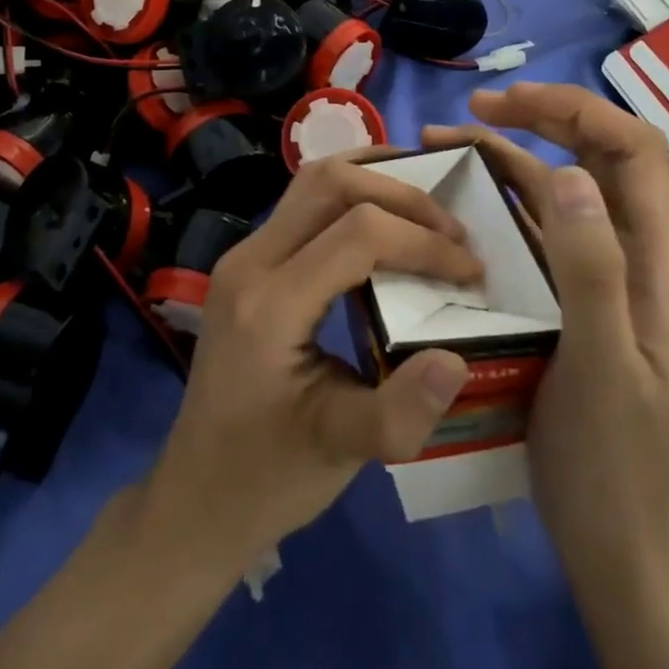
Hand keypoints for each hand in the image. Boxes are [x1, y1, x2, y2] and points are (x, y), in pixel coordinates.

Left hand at [137, 153, 484, 567]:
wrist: (197, 491)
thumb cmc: (268, 476)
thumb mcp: (340, 453)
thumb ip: (400, 412)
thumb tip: (458, 358)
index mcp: (269, 304)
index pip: (356, 235)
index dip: (421, 241)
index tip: (471, 269)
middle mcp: (250, 260)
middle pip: (329, 183)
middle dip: (401, 193)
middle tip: (452, 228)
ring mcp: (244, 253)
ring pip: (312, 180)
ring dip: (373, 177)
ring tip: (425, 201)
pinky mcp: (250, 259)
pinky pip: (303, 200)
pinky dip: (349, 191)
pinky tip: (382, 209)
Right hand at [428, 85, 668, 668]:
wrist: (619, 548)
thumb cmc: (615, 461)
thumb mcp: (601, 365)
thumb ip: (590, 270)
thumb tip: (568, 171)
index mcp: (659, 259)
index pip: (634, 149)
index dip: (577, 111)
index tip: (509, 104)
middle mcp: (634, 253)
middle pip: (596, 156)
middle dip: (539, 119)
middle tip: (473, 110)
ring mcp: (600, 274)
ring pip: (558, 189)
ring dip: (507, 157)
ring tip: (443, 143)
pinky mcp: (567, 296)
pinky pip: (534, 229)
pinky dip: (497, 201)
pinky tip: (456, 201)